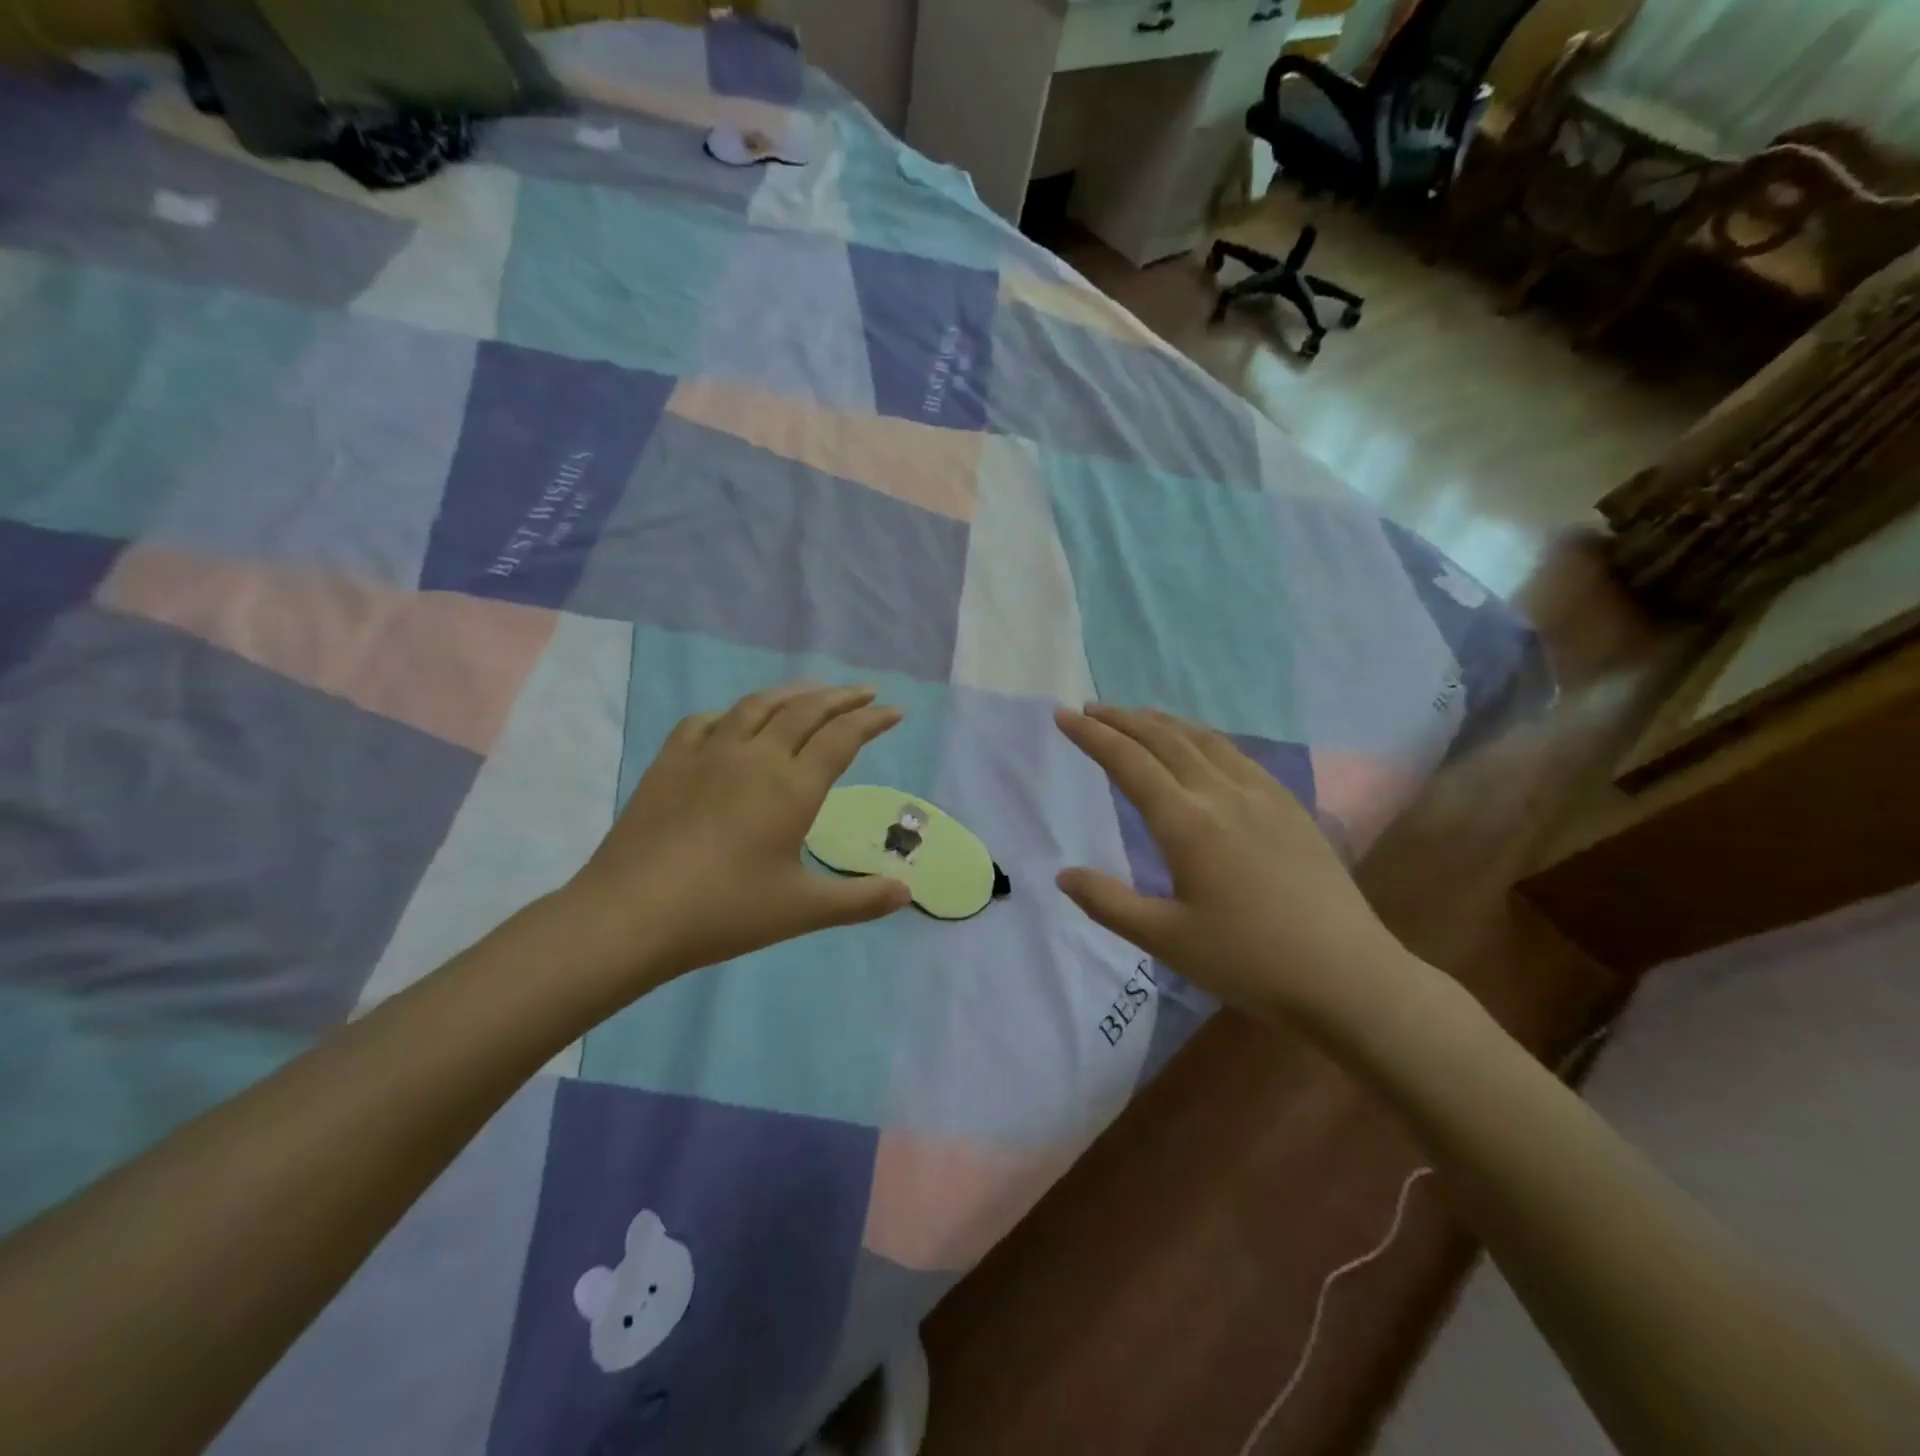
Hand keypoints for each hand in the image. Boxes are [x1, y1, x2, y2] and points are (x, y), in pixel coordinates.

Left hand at [566, 683, 911, 991]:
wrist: (632, 914)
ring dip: (792, 693)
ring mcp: (708, 753)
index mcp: (792, 788)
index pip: (842, 738)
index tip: (895, 711)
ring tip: (811, 692)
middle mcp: (755, 757)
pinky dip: (731, 713)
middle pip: (805, 710)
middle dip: (841, 697)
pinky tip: (734, 720)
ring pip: (758, 705)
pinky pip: (706, 722)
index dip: (872, 720)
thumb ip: (859, 900)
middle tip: (865, 691)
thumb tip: (906, 893)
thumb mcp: (802, 911)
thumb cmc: (725, 912)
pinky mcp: (670, 762)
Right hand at [1053, 705, 1416, 1026]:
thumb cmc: (1249, 961)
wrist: (1347, 975)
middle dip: (1122, 719)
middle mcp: (1221, 794)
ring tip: (1137, 716)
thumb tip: (1063, 874)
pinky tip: (1200, 746)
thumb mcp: (1165, 940)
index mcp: (1186, 823)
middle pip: (1164, 739)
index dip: (1092, 737)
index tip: (1063, 716)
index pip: (1128, 763)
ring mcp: (1261, 795)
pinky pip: (1236, 753)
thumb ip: (1108, 903)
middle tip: (1090, 709)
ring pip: (1203, 739)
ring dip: (1163, 722)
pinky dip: (1203, 737)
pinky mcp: (1289, 805)